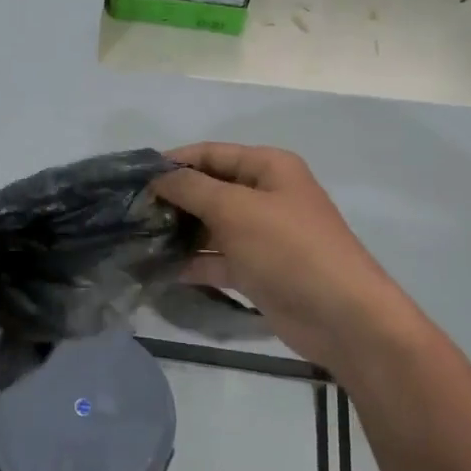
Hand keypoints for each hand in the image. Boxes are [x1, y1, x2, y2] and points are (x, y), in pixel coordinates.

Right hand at [153, 143, 413, 367]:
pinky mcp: (256, 269)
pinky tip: (157, 268)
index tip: (132, 178)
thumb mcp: (235, 209)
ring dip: (177, 232)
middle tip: (129, 213)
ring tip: (134, 239)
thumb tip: (156, 178)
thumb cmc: (288, 249)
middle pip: (208, 189)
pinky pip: (216, 259)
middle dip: (172, 199)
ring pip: (209, 226)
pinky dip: (191, 262)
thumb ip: (191, 188)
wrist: (341, 316)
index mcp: (268, 168)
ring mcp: (261, 235)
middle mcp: (264, 196)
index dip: (172, 162)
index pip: (210, 153)